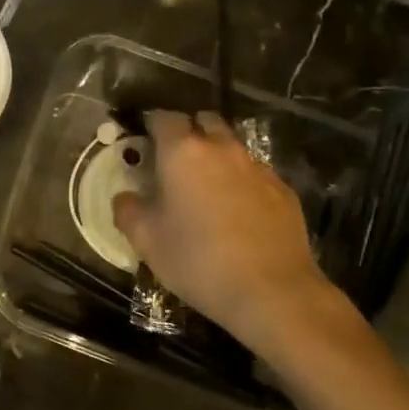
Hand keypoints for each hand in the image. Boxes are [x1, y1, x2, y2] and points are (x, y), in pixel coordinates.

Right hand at [112, 111, 348, 357]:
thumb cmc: (198, 260)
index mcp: (183, 152)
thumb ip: (128, 210)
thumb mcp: (147, 240)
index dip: (152, 124)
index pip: (164, 117)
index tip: (144, 139)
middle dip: (189, 131)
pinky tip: (239, 211)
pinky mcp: (283, 190)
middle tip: (176, 160)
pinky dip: (242, 181)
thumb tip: (125, 197)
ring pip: (232, 146)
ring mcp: (257, 168)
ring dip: (217, 156)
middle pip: (204, 121)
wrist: (272, 292)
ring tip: (207, 187)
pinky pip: (255, 173)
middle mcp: (222, 149)